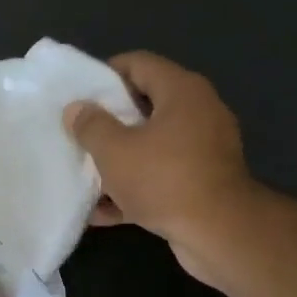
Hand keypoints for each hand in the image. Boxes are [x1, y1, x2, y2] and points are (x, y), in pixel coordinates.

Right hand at [62, 52, 261, 286]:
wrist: (219, 233)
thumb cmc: (164, 179)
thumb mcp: (114, 150)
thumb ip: (91, 126)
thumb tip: (77, 109)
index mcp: (182, 91)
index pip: (139, 63)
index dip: (105, 74)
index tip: (78, 95)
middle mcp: (199, 112)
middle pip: (145, 104)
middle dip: (109, 120)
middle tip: (78, 133)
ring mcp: (204, 149)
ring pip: (151, 144)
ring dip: (119, 158)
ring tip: (85, 171)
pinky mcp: (202, 182)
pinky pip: (160, 176)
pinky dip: (134, 188)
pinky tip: (102, 210)